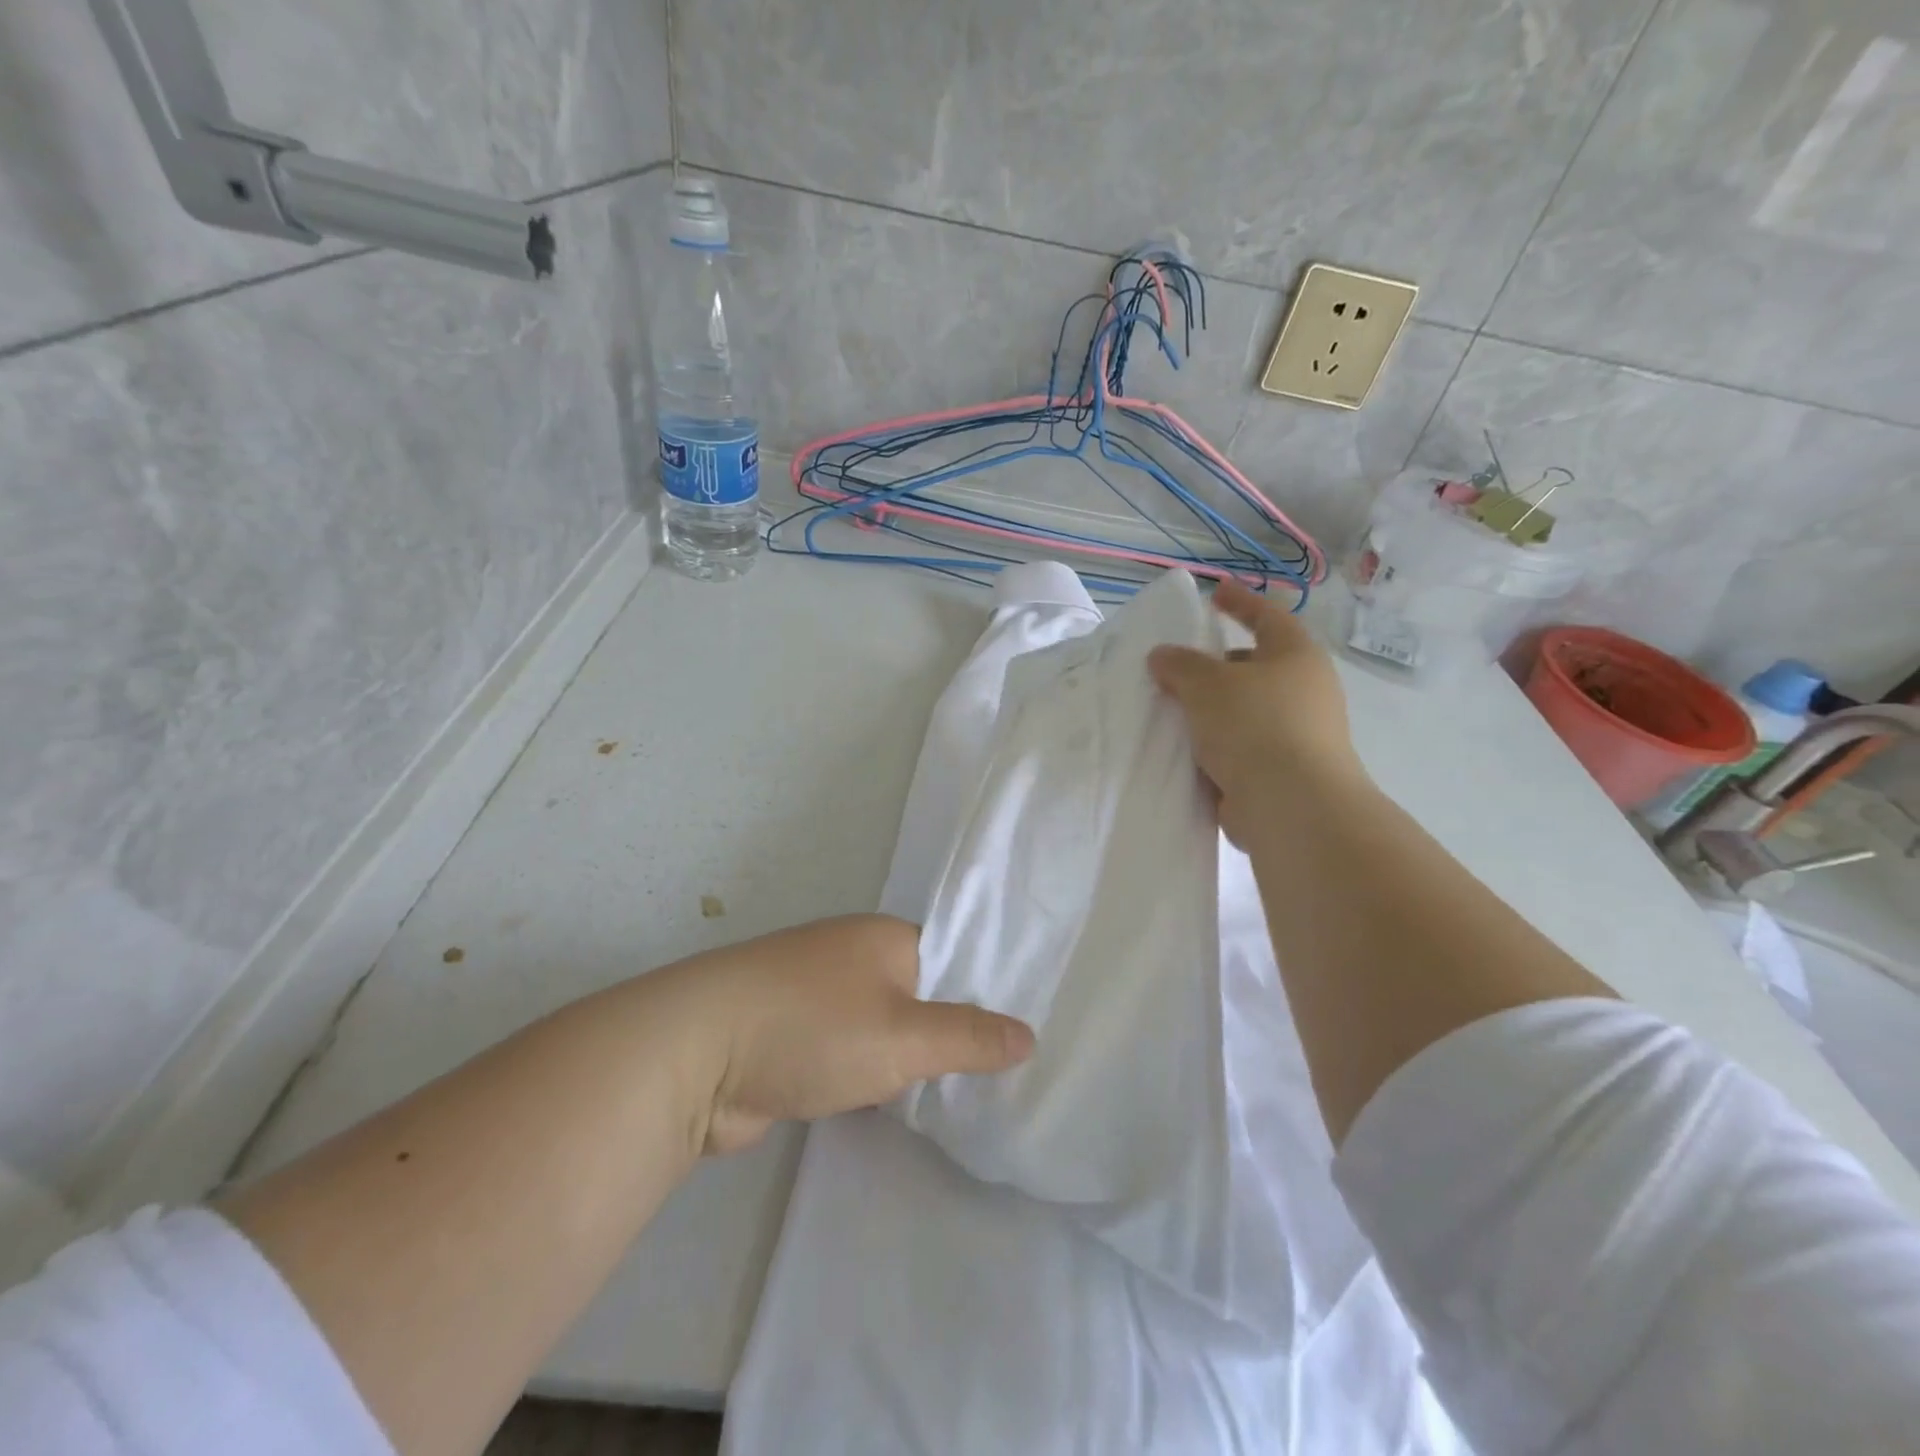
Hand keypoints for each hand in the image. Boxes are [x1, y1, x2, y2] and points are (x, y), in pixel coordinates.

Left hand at [654, 915, 1034, 1154]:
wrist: (696, 1055)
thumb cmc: (813, 1028)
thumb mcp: (904, 1036)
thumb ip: (968, 1038)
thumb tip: (1029, 1035)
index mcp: (884, 937)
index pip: (952, 959)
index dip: (983, 995)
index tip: (1017, 1039)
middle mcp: (851, 956)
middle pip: (918, 995)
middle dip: (947, 1036)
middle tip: (997, 1080)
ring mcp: (816, 996)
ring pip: (881, 1028)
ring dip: (906, 1061)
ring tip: (960, 1099)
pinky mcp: (791, 1038)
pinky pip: (849, 1053)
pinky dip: (869, 1076)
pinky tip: (894, 1107)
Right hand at [1148, 579, 1365, 846]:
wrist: (1291, 805)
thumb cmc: (1254, 726)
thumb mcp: (1207, 684)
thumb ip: (1180, 665)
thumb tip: (1162, 656)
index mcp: (1296, 656)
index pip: (1267, 616)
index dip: (1240, 602)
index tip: (1215, 592)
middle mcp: (1304, 691)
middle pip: (1256, 667)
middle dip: (1218, 666)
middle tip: (1179, 667)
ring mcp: (1298, 734)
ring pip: (1246, 711)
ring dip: (1214, 711)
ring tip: (1173, 712)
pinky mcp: (1284, 771)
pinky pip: (1242, 748)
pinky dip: (1217, 746)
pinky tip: (1186, 751)